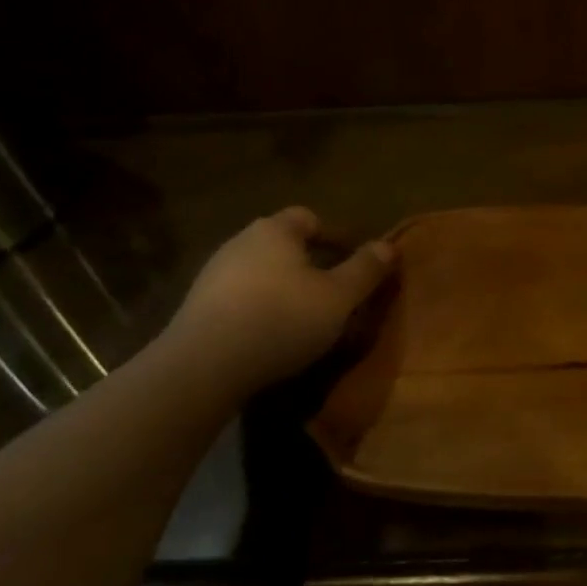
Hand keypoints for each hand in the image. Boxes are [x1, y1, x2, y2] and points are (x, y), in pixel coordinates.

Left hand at [164, 207, 395, 392]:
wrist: (203, 367)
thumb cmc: (281, 320)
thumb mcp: (339, 297)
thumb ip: (365, 269)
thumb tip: (389, 245)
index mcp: (275, 231)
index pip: (309, 217)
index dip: (336, 236)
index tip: (355, 263)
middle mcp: (240, 242)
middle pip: (284, 245)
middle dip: (312, 264)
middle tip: (335, 293)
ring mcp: (213, 274)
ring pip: (262, 272)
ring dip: (285, 288)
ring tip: (306, 318)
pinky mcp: (197, 307)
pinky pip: (241, 298)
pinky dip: (261, 308)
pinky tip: (271, 336)